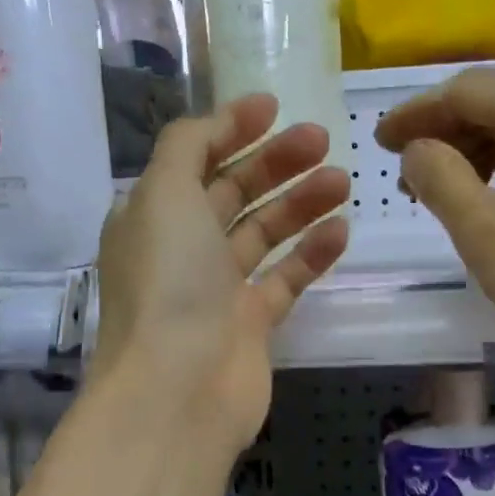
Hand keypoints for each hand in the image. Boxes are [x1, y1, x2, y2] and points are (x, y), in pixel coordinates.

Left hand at [95, 95, 349, 453]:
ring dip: (301, 203)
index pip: (193, 160)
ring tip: (343, 180)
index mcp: (151, 216)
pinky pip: (285, 279)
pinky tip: (341, 230)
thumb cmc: (168, 282)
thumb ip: (188, 146)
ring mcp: (217, 290)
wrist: (179, 389)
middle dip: (275, 162)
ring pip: (264, 234)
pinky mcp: (251, 325)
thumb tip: (217, 123)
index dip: (230, 129)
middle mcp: (181, 249)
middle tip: (322, 139)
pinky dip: (311, 254)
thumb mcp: (164, 194)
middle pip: (233, 193)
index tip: (273, 106)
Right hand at [374, 67, 494, 393]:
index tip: (378, 144)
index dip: (416, 113)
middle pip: (494, 99)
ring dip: (469, 150)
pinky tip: (483, 200)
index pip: (467, 90)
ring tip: (434, 191)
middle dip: (441, 130)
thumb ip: (441, 179)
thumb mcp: (487, 234)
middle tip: (401, 172)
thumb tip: (417, 148)